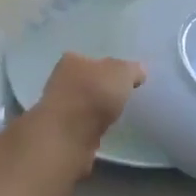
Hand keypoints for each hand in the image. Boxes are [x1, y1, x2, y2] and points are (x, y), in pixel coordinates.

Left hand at [28, 53, 144, 166]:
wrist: (69, 136)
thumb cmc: (93, 95)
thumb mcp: (121, 73)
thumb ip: (131, 70)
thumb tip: (138, 71)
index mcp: (71, 60)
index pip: (91, 59)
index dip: (107, 67)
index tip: (122, 79)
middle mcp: (59, 80)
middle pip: (85, 81)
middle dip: (100, 89)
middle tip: (121, 97)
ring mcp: (57, 107)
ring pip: (82, 104)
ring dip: (94, 110)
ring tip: (114, 116)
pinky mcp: (60, 132)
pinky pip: (81, 125)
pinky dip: (91, 127)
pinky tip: (102, 131)